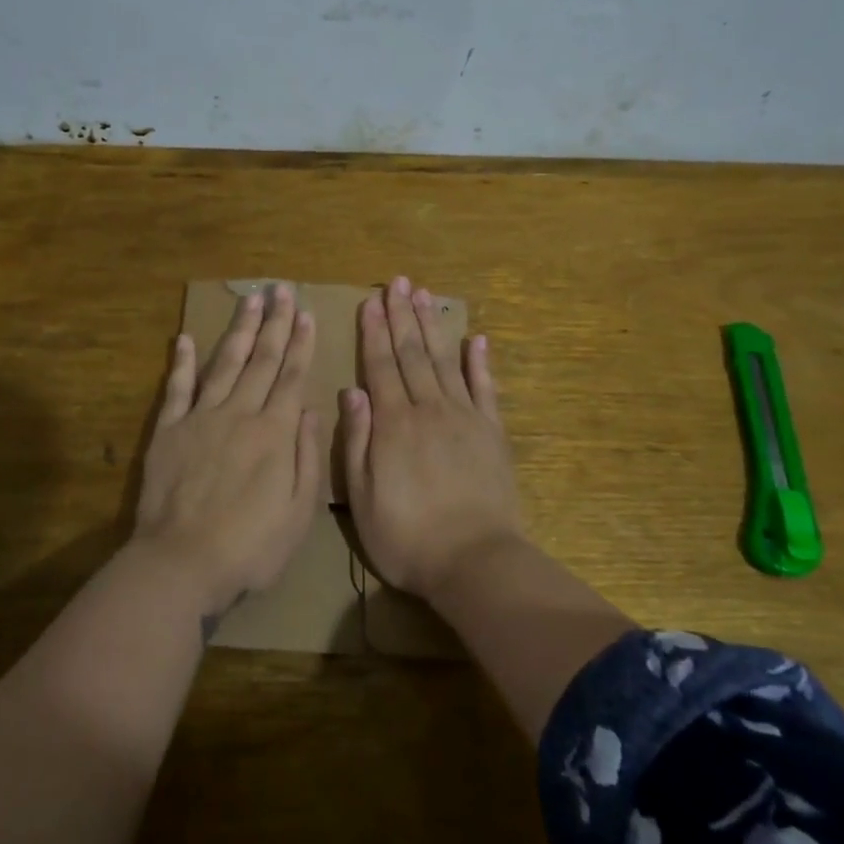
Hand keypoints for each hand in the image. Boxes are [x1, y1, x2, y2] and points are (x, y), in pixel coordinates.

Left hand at [135, 284, 321, 618]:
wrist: (181, 563)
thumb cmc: (249, 547)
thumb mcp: (298, 512)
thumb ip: (307, 457)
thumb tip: (309, 409)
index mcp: (274, 433)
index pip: (291, 377)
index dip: (299, 343)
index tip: (304, 313)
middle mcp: (240, 414)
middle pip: (260, 360)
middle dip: (273, 323)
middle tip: (279, 289)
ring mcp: (201, 418)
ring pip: (223, 363)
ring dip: (238, 330)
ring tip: (248, 300)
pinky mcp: (169, 430)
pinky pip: (177, 387)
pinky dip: (181, 361)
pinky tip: (184, 337)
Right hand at [340, 275, 523, 596]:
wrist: (474, 561)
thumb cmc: (407, 536)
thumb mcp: (362, 497)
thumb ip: (356, 441)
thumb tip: (351, 392)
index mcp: (393, 423)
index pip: (380, 365)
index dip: (374, 331)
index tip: (371, 301)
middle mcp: (428, 409)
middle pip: (412, 353)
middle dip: (402, 315)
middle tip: (398, 282)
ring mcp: (464, 417)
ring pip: (444, 361)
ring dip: (432, 327)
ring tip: (425, 295)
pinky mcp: (492, 433)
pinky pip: (486, 389)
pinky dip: (480, 363)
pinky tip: (476, 339)